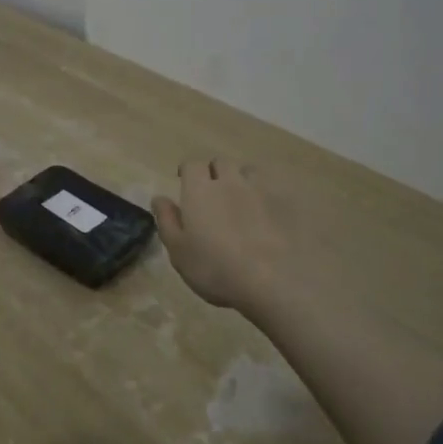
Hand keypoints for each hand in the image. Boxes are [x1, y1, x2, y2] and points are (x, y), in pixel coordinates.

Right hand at [153, 159, 305, 319]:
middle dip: (214, 171)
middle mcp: (229, 182)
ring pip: (248, 171)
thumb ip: (167, 220)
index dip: (188, 170)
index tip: (184, 181)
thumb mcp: (178, 251)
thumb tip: (159, 198)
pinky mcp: (284, 205)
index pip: (192, 164)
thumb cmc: (215, 268)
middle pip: (221, 162)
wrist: (271, 281)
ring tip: (239, 198)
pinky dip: (264, 194)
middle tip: (211, 191)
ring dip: (241, 179)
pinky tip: (265, 212)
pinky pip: (271, 189)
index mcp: (200, 190)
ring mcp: (260, 191)